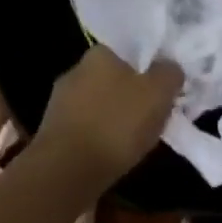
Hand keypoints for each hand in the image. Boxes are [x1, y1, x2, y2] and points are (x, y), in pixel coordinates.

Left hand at [35, 46, 183, 187]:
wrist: (68, 170)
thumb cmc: (117, 124)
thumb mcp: (158, 93)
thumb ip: (169, 73)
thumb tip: (169, 67)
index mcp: (99, 54)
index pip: (127, 52)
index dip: (147, 70)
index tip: (161, 91)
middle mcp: (74, 71)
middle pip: (112, 79)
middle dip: (130, 95)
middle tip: (152, 116)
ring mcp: (59, 102)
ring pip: (97, 105)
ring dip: (113, 118)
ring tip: (134, 140)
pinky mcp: (51, 131)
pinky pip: (85, 128)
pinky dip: (99, 138)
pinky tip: (111, 154)